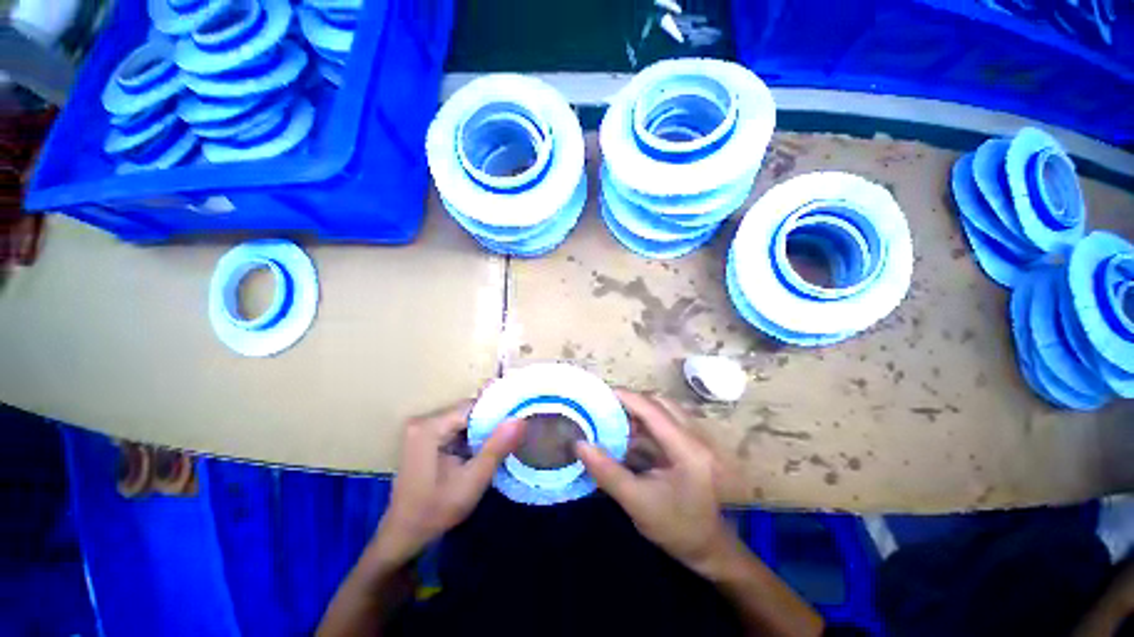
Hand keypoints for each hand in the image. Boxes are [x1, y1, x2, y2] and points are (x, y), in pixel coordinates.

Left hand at [371, 401, 525, 569]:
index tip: (516, 424)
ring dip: (480, 432)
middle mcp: (423, 421)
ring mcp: (421, 428)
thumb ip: (496, 448)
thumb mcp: (472, 481)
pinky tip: (478, 453)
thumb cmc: (435, 511)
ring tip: (496, 447)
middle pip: (468, 411)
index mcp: (430, 427)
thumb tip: (520, 419)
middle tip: (508, 440)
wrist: (404, 535)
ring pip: (463, 419)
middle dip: (489, 424)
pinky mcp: (424, 437)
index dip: (496, 414)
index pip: (473, 407)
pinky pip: (455, 428)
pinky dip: (469, 438)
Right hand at [576, 389, 730, 572]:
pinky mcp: (696, 441)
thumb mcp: (636, 502)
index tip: (600, 393)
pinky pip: (670, 418)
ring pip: (666, 408)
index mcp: (688, 450)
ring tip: (616, 419)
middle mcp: (698, 435)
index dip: (626, 397)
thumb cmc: (675, 528)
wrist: (710, 547)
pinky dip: (649, 420)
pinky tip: (633, 432)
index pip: (653, 410)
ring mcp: (701, 437)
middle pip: (661, 402)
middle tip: (606, 408)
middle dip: (632, 401)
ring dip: (641, 409)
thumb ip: (607, 472)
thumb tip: (579, 444)